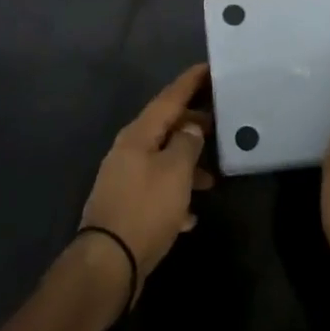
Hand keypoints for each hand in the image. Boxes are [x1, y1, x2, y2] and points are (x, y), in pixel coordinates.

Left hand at [78, 64, 214, 300]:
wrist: (108, 263)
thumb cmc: (146, 209)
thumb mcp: (175, 172)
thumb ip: (187, 143)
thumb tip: (190, 127)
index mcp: (138, 134)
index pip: (169, 98)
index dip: (190, 82)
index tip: (210, 67)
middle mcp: (128, 150)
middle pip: (165, 127)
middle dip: (192, 125)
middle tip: (220, 122)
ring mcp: (124, 179)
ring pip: (162, 160)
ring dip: (187, 164)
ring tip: (213, 178)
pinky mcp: (126, 206)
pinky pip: (156, 190)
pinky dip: (175, 195)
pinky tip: (191, 214)